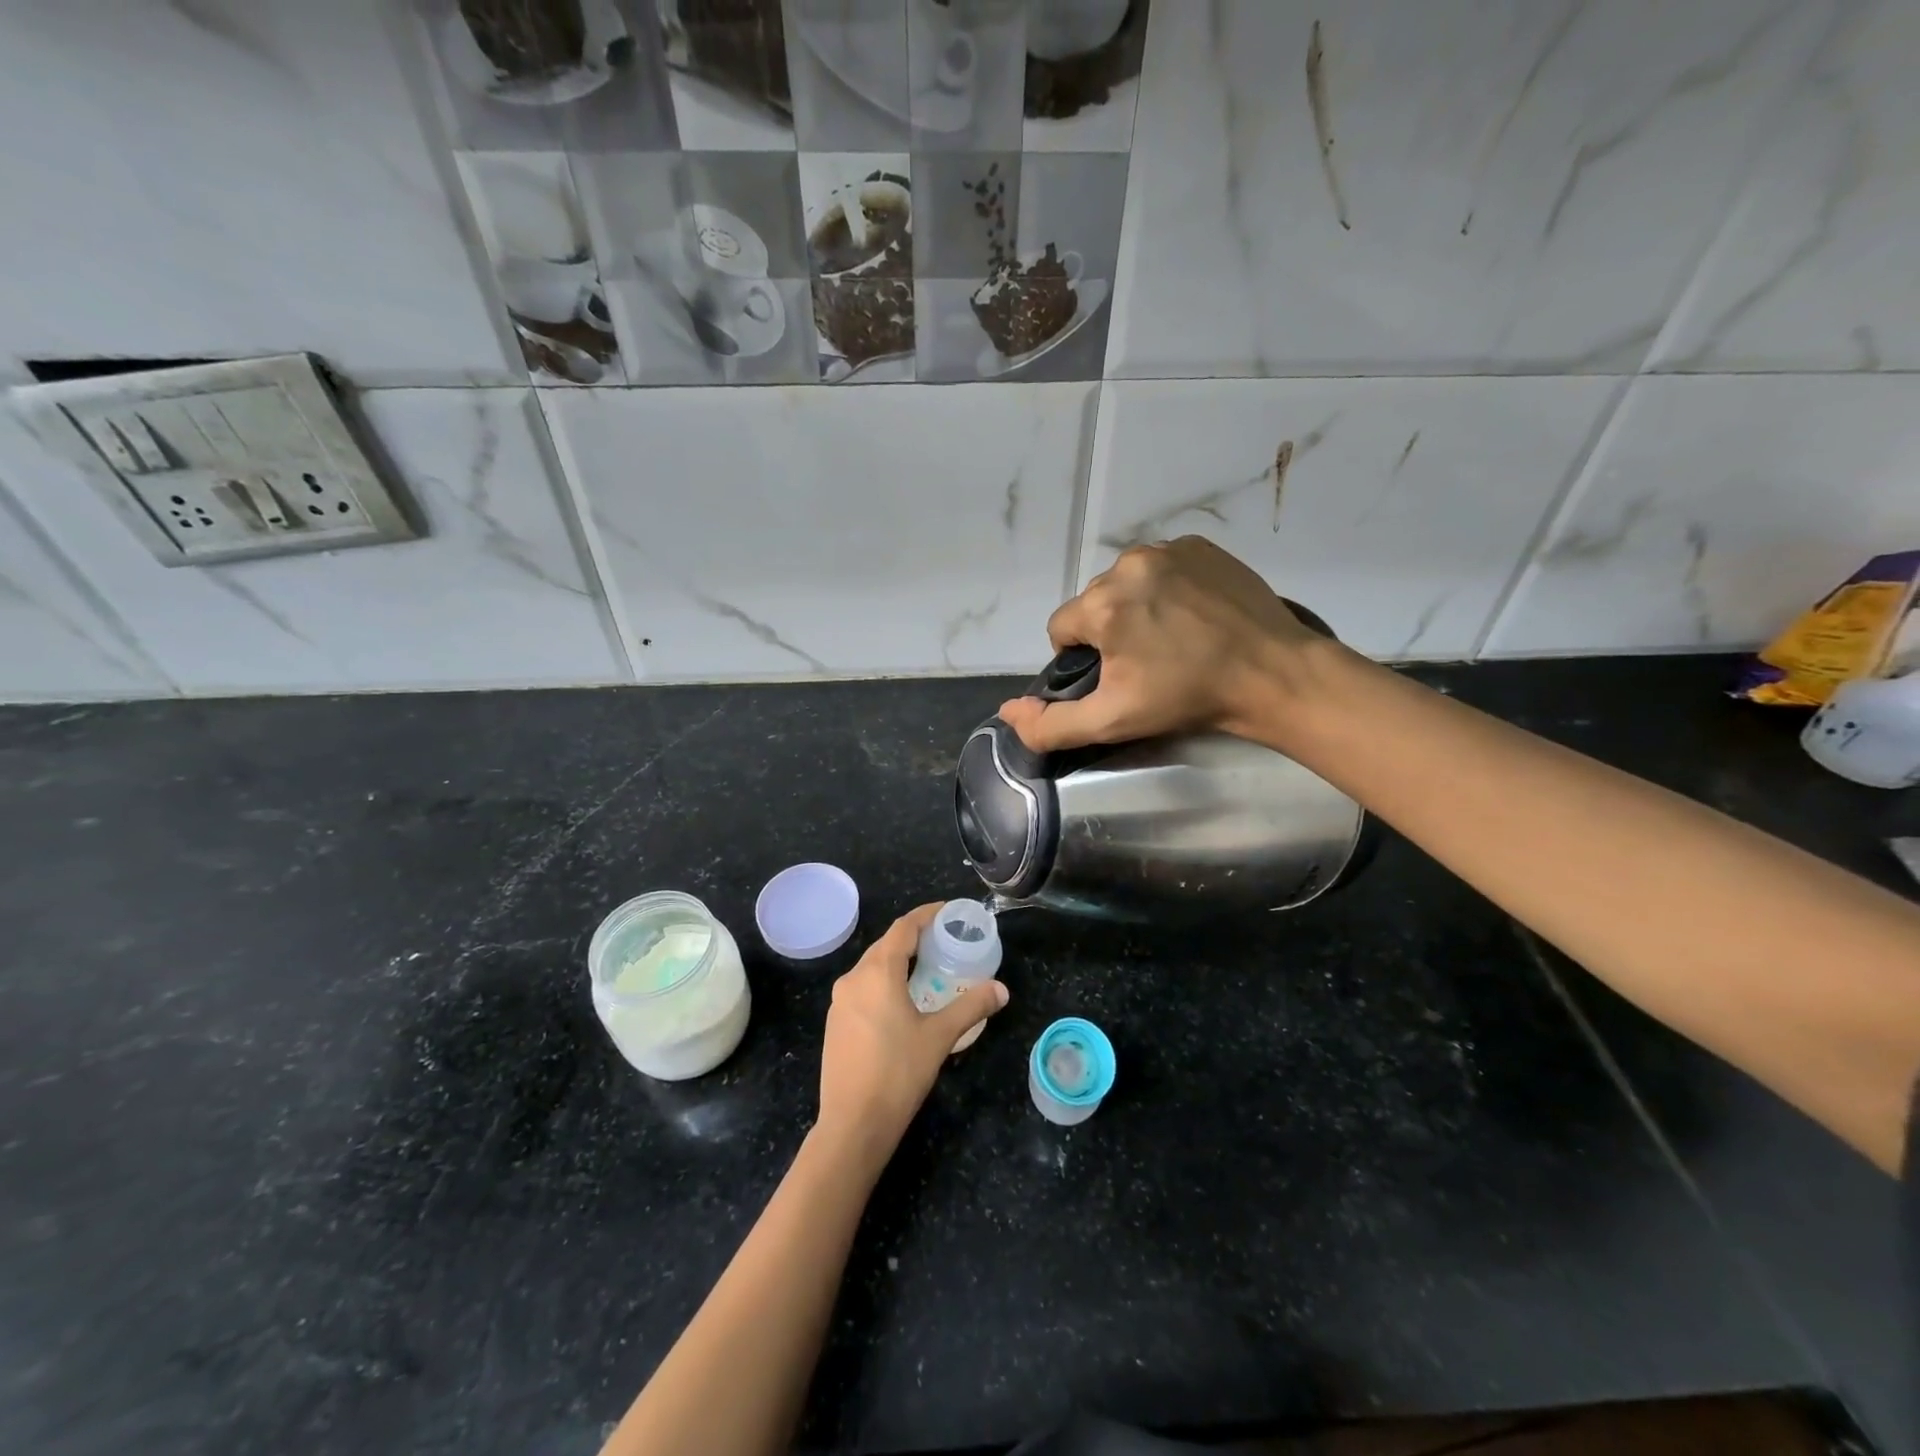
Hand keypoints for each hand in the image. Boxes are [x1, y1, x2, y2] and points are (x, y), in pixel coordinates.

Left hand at [816, 904, 1009, 1152]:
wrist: (852, 1125)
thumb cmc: (898, 1073)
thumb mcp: (940, 1036)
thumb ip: (971, 1006)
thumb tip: (1001, 990)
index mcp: (877, 972)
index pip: (903, 928)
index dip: (926, 915)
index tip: (948, 912)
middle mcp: (853, 978)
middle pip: (886, 945)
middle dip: (914, 938)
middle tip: (944, 941)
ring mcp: (840, 1002)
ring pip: (872, 968)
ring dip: (898, 961)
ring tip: (927, 968)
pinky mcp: (835, 1023)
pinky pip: (862, 988)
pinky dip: (884, 983)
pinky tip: (901, 1001)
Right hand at [998, 536, 1326, 752]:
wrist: (1272, 674)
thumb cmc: (1186, 699)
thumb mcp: (1112, 721)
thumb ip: (1050, 724)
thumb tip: (1007, 710)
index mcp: (1101, 604)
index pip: (1061, 629)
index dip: (1081, 659)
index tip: (1118, 678)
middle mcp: (1127, 564)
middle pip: (1095, 604)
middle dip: (1110, 631)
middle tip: (1149, 664)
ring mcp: (1168, 549)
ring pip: (1128, 583)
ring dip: (1138, 607)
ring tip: (1174, 638)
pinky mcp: (1201, 545)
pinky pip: (1163, 567)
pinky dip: (1168, 588)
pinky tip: (1194, 615)